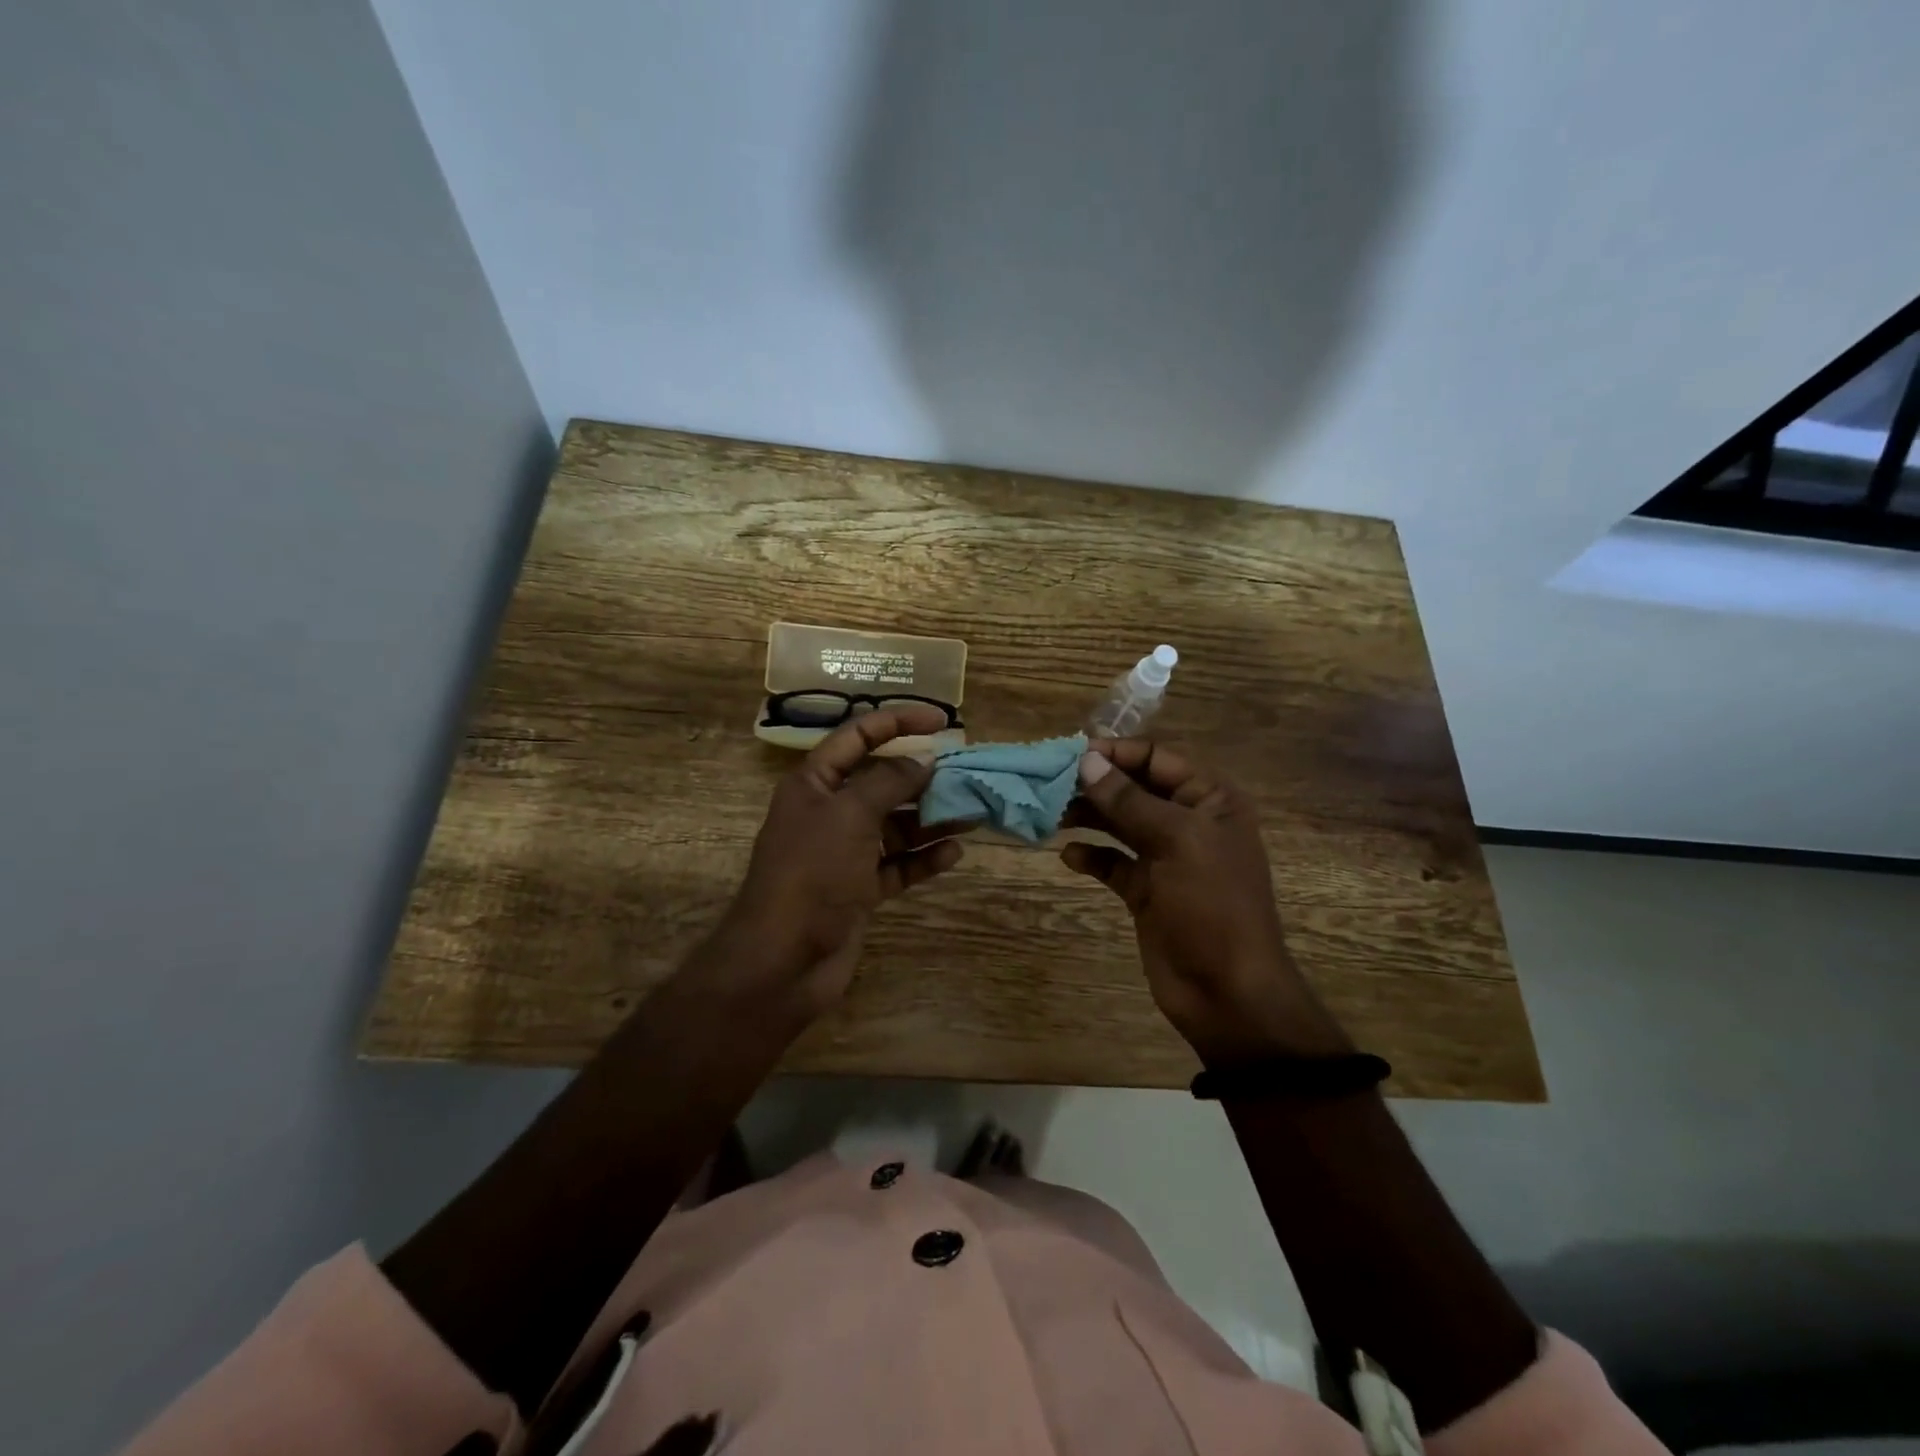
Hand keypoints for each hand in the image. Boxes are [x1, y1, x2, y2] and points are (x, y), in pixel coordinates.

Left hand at [723, 703, 963, 1010]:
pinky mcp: (859, 890)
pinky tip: (953, 853)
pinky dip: (923, 858)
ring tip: (972, 814)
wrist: (783, 960)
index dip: (899, 722)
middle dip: (923, 777)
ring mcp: (845, 854)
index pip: (859, 736)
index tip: (942, 721)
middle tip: (967, 775)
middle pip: (883, 783)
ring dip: (931, 819)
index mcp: (815, 783)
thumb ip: (890, 782)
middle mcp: (830, 812)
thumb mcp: (850, 814)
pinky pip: (898, 865)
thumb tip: (923, 761)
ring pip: (896, 826)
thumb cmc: (812, 873)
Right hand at [1062, 739, 1350, 1064]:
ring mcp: (1167, 858)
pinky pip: (1113, 862)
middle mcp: (1189, 822)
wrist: (1227, 992)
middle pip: (1134, 788)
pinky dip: (1091, 856)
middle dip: (1095, 784)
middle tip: (1051, 785)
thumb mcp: (1176, 842)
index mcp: (1210, 800)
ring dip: (1088, 816)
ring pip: (1119, 823)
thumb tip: (1088, 761)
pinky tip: (1069, 857)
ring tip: (1051, 815)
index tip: (1072, 755)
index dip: (1116, 752)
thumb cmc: (1212, 905)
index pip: (1157, 758)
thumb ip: (1129, 800)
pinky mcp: (1146, 891)